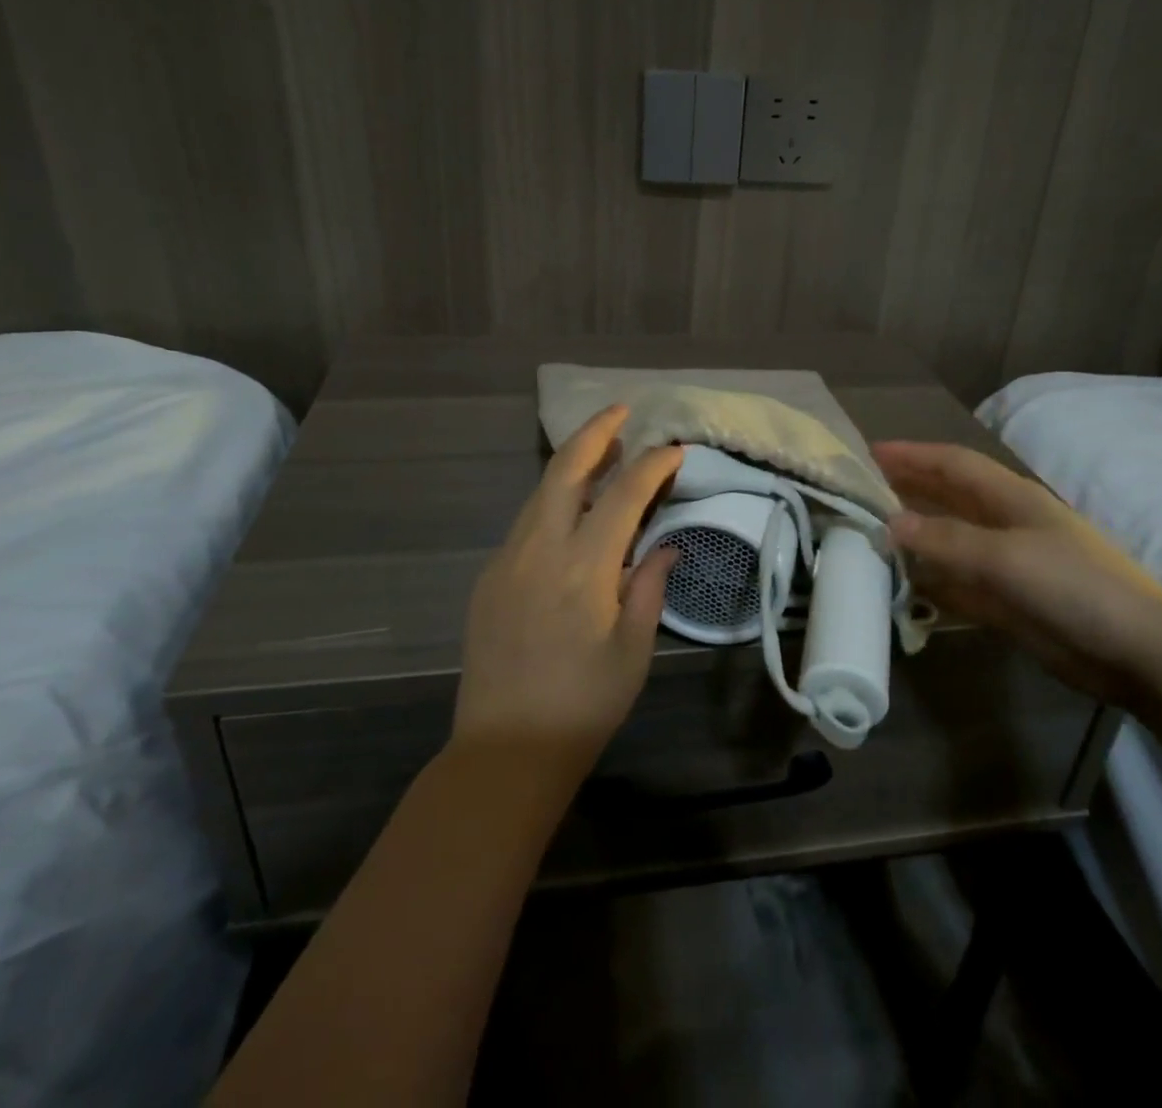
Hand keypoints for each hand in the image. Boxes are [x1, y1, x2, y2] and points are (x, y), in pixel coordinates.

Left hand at [452, 406, 681, 783]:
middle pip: (566, 471)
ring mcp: (506, 560)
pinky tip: (570, 510)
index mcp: (583, 568)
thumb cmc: (583, 705)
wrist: (505, 749)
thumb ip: (649, 587)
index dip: (651, 465)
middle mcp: (540, 550)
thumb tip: (664, 544)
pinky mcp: (489, 577)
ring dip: (571, 464)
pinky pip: (525, 523)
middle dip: (595, 433)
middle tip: (620, 411)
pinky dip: (552, 501)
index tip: (673, 448)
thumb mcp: (633, 650)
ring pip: (540, 492)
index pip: (623, 496)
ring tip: (602, 450)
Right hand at [873, 441, 1161, 706]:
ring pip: (947, 541)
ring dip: (913, 537)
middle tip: (858, 493)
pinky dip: (930, 581)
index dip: (912, 455)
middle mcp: (1004, 524)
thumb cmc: (1074, 586)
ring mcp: (1005, 564)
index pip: (952, 463)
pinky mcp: (1006, 602)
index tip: (868, 453)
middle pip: (946, 498)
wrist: (1137, 651)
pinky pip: (956, 584)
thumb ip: (945, 539)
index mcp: (1010, 498)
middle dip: (906, 490)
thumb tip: (889, 523)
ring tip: (868, 535)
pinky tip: (901, 584)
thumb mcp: (1005, 556)